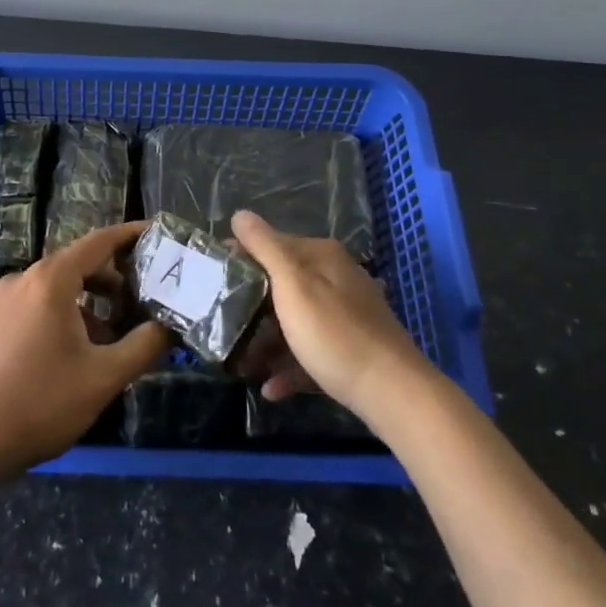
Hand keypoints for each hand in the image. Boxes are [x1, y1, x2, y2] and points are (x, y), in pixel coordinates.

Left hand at [0, 221, 170, 480]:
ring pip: (54, 289)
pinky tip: (69, 354)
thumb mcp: (103, 378)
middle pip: (76, 265)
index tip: (155, 233)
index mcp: (51, 280)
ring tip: (108, 339)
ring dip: (86, 304)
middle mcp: (22, 279)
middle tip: (140, 302)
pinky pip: (32, 306)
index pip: (99, 242)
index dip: (129, 235)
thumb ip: (144, 346)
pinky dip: (59, 315)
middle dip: (112, 280)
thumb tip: (170, 326)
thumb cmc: (40, 403)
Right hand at [230, 210, 430, 419]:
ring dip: (267, 341)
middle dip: (251, 306)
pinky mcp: (352, 348)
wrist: (393, 392)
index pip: (271, 244)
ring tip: (242, 363)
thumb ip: (265, 247)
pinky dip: (290, 366)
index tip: (212, 279)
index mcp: (321, 256)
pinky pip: (312, 350)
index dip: (240, 258)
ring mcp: (346, 314)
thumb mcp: (292, 284)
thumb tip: (240, 213)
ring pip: (295, 320)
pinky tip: (271, 387)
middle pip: (282, 284)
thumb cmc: (334, 333)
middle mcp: (336, 277)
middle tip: (221, 323)